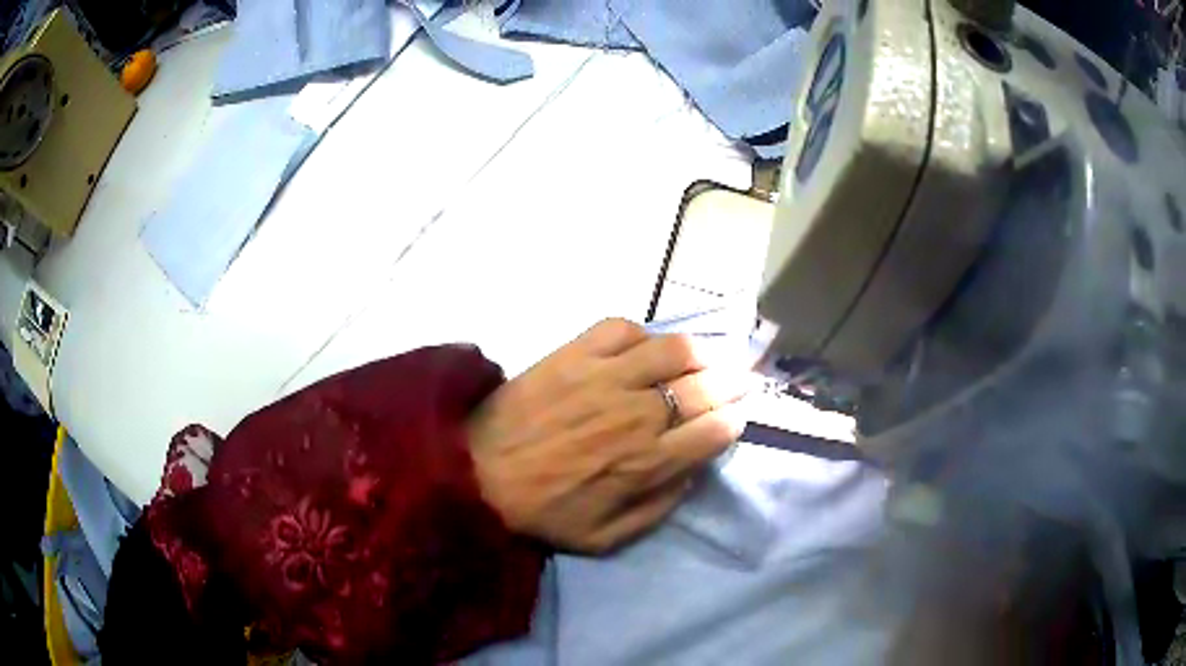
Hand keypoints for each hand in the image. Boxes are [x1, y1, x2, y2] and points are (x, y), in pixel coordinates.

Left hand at [467, 319, 749, 553]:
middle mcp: (637, 414)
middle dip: (732, 383)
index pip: (714, 431)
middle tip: (736, 380)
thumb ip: (659, 507)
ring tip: (698, 359)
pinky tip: (641, 348)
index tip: (733, 417)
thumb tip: (691, 472)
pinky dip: (641, 335)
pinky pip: (622, 329)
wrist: (475, 474)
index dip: (732, 421)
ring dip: (696, 354)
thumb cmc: (542, 511)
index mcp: (647, 462)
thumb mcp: (606, 537)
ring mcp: (605, 377)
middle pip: (705, 387)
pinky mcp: (573, 354)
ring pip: (673, 350)